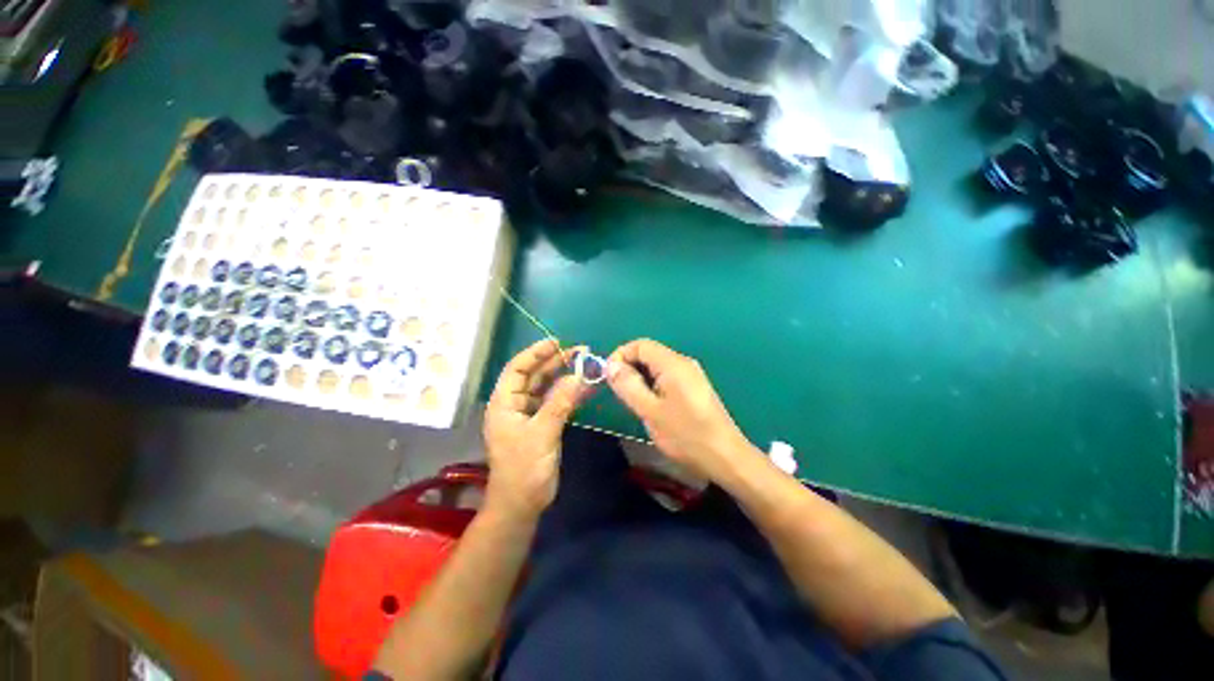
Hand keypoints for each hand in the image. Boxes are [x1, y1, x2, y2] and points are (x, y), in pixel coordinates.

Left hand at [483, 340, 591, 520]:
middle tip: (579, 351)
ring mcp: (528, 415)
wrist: (522, 504)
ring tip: (585, 364)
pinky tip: (584, 387)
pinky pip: (555, 402)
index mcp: (504, 403)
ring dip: (564, 376)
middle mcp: (515, 404)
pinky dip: (568, 394)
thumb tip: (578, 375)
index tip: (556, 343)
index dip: (535, 353)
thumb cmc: (524, 468)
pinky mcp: (541, 425)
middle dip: (555, 362)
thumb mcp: (542, 433)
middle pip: (534, 376)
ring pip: (546, 388)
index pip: (517, 369)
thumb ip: (560, 402)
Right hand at [607, 339, 758, 482]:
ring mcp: (690, 375)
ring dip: (640, 379)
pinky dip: (652, 386)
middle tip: (620, 393)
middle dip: (629, 368)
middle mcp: (683, 363)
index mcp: (673, 364)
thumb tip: (610, 365)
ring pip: (656, 367)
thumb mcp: (650, 411)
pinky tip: (651, 406)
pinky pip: (666, 377)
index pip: (640, 345)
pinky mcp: (693, 388)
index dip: (620, 356)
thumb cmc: (685, 434)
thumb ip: (628, 385)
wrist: (725, 457)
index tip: (608, 377)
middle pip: (649, 354)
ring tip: (634, 402)